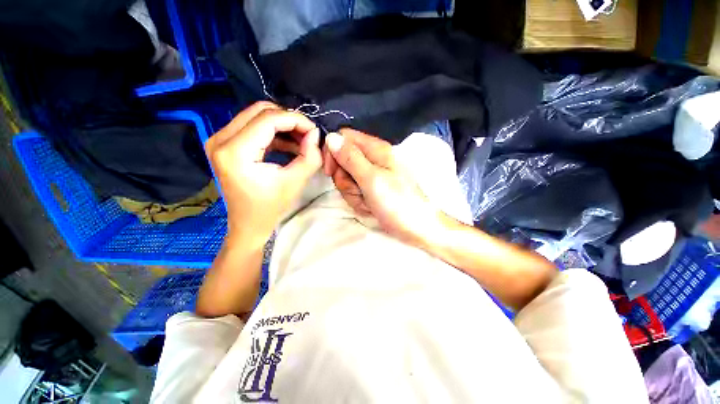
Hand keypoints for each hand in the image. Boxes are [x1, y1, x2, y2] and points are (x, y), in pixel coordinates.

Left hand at [205, 102, 321, 246]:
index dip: (295, 120)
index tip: (314, 131)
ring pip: (256, 116)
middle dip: (289, 120)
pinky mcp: (225, 144)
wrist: (248, 224)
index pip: (268, 119)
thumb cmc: (270, 207)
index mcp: (235, 152)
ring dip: (282, 126)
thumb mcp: (295, 182)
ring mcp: (219, 140)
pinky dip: (273, 133)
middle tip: (308, 135)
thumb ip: (310, 156)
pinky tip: (289, 145)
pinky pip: (252, 127)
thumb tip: (315, 134)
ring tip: (301, 141)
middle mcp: (220, 140)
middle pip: (260, 111)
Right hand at [323, 128, 441, 246]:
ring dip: (353, 194)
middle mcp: (373, 159)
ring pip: (347, 179)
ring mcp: (372, 176)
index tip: (330, 172)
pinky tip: (371, 208)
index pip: (344, 137)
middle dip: (345, 180)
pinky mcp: (372, 190)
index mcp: (376, 149)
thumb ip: (350, 158)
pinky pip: (354, 191)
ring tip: (368, 202)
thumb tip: (331, 137)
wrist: (416, 229)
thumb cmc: (397, 203)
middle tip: (359, 191)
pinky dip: (359, 201)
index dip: (333, 152)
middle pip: (343, 161)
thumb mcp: (371, 179)